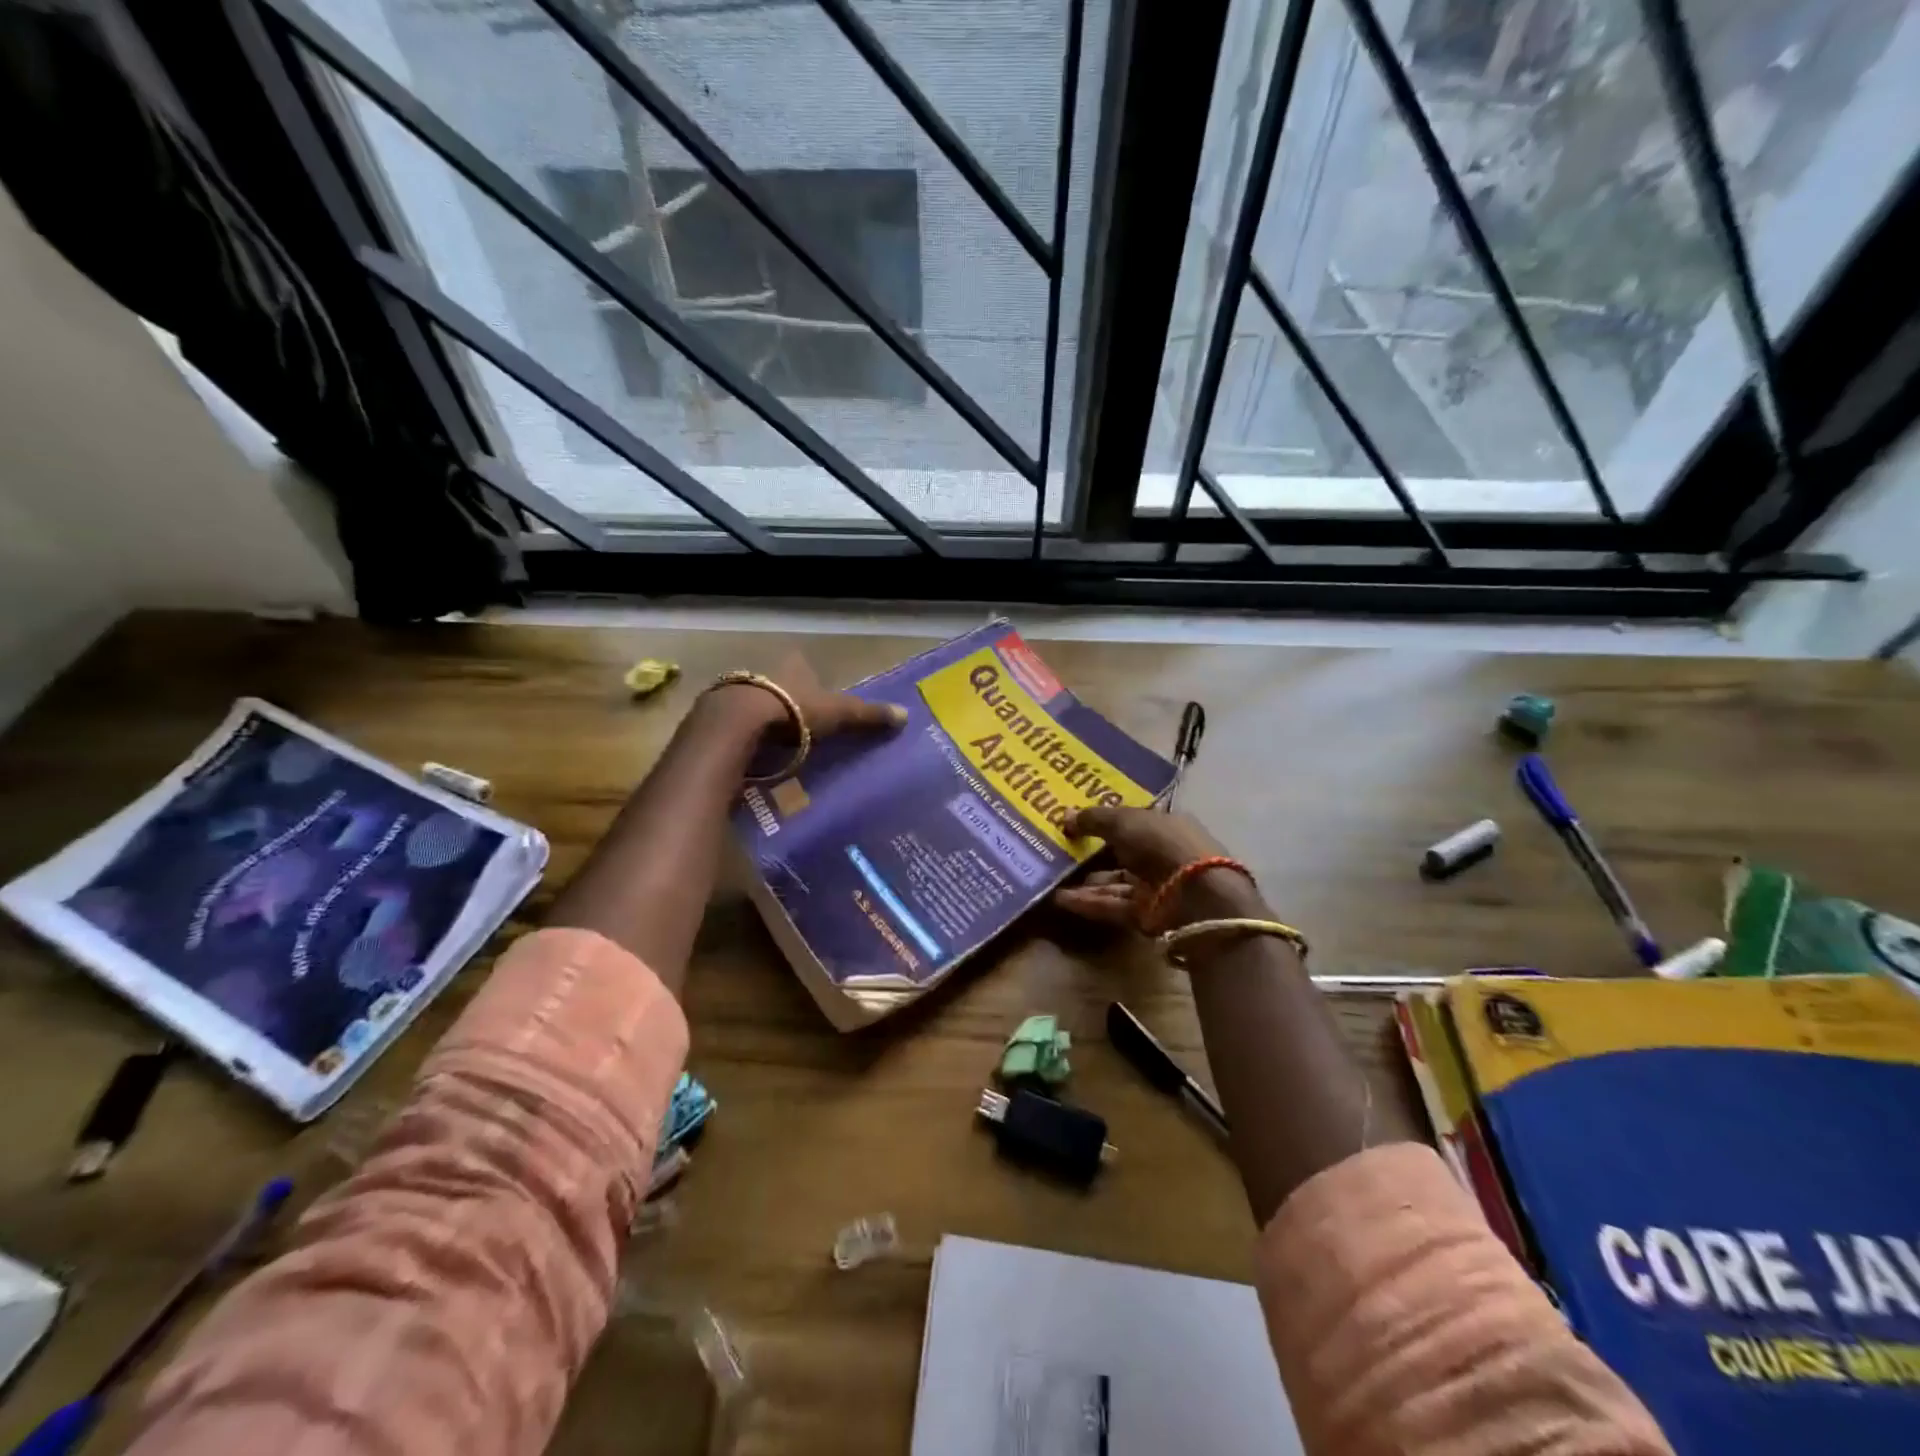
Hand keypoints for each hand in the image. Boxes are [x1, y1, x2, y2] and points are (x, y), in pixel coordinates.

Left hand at [705, 652, 906, 742]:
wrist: (736, 723)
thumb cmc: (794, 712)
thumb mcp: (838, 713)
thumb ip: (868, 715)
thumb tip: (905, 715)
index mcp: (792, 667)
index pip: (804, 668)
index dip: (811, 682)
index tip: (817, 703)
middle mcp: (763, 672)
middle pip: (777, 685)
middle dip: (785, 703)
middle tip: (797, 728)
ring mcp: (734, 691)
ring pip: (752, 704)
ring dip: (760, 720)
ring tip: (772, 747)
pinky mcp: (712, 715)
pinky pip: (731, 725)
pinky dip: (740, 737)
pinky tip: (747, 754)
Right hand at [1052, 806, 1265, 928]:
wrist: (1197, 896)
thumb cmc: (1162, 845)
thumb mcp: (1124, 821)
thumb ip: (1094, 819)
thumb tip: (1065, 816)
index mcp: (1165, 825)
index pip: (1131, 821)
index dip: (1104, 821)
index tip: (1074, 822)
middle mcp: (1162, 854)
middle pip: (1121, 853)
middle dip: (1090, 853)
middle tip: (1056, 851)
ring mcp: (1156, 886)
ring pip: (1114, 881)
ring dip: (1084, 882)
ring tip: (1050, 878)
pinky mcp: (1148, 915)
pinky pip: (1113, 905)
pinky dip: (1089, 902)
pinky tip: (1059, 899)